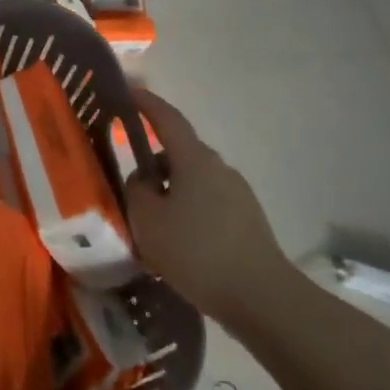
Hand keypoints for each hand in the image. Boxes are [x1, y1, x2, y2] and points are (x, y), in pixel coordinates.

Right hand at [124, 87, 296, 325]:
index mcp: (194, 160)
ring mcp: (237, 194)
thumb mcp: (147, 219)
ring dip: (169, 192)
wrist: (261, 298)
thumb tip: (143, 179)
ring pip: (191, 181)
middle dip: (153, 164)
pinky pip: (206, 204)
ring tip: (149, 223)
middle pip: (178, 154)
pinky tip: (175, 242)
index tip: (128, 91)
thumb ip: (136, 190)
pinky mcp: (247, 221)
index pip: (167, 119)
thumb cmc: (196, 251)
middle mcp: (219, 168)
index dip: (146, 103)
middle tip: (128, 184)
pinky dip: (186, 212)